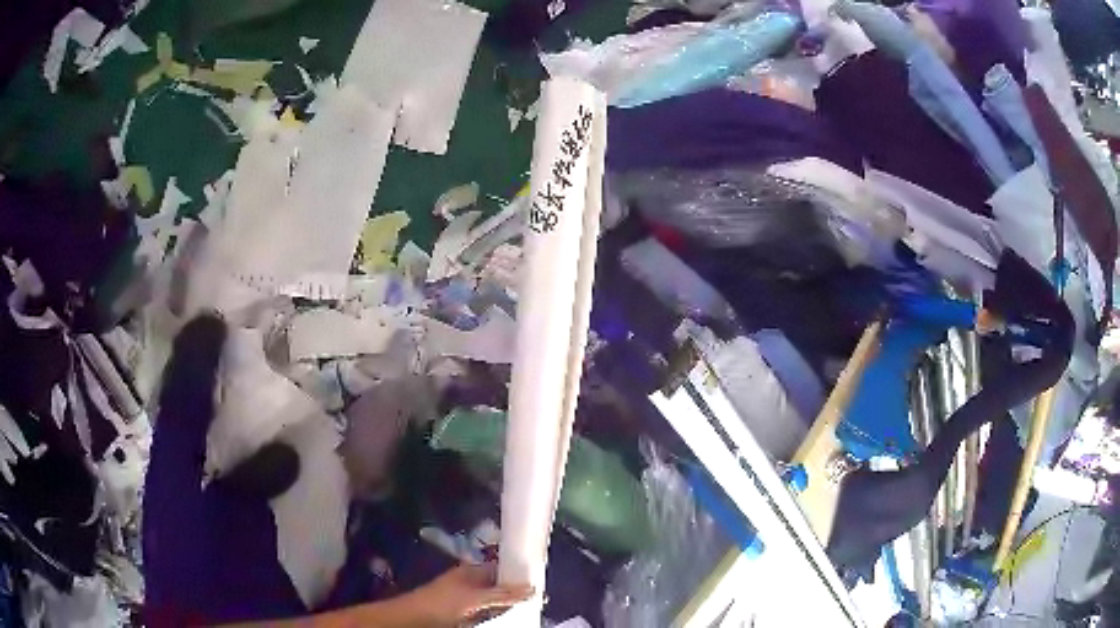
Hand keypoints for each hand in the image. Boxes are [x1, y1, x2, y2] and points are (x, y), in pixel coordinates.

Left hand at [398, 563, 532, 626]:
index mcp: (472, 571)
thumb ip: (503, 593)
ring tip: (531, 607)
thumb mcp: (475, 597)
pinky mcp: (466, 613)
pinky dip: (499, 614)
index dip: (519, 571)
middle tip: (540, 598)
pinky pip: (489, 612)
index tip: (540, 578)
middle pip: (500, 584)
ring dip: (510, 604)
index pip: (502, 567)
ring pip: (496, 600)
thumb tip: (533, 588)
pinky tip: (509, 616)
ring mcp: (468, 599)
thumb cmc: (443, 601)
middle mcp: (471, 582)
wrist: (413, 618)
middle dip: (518, 590)